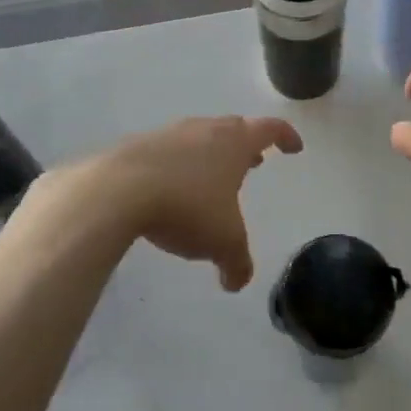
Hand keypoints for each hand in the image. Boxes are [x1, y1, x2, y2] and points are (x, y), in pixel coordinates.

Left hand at [88, 116, 302, 290]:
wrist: (117, 190)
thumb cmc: (187, 207)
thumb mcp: (222, 243)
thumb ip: (237, 263)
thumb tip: (236, 283)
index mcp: (235, 143)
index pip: (270, 129)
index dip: (286, 137)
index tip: (294, 148)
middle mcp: (205, 130)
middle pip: (234, 128)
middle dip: (246, 145)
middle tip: (253, 163)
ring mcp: (169, 134)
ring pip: (199, 137)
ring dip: (210, 155)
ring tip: (211, 179)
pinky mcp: (137, 146)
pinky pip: (167, 152)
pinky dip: (177, 166)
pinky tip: (170, 190)